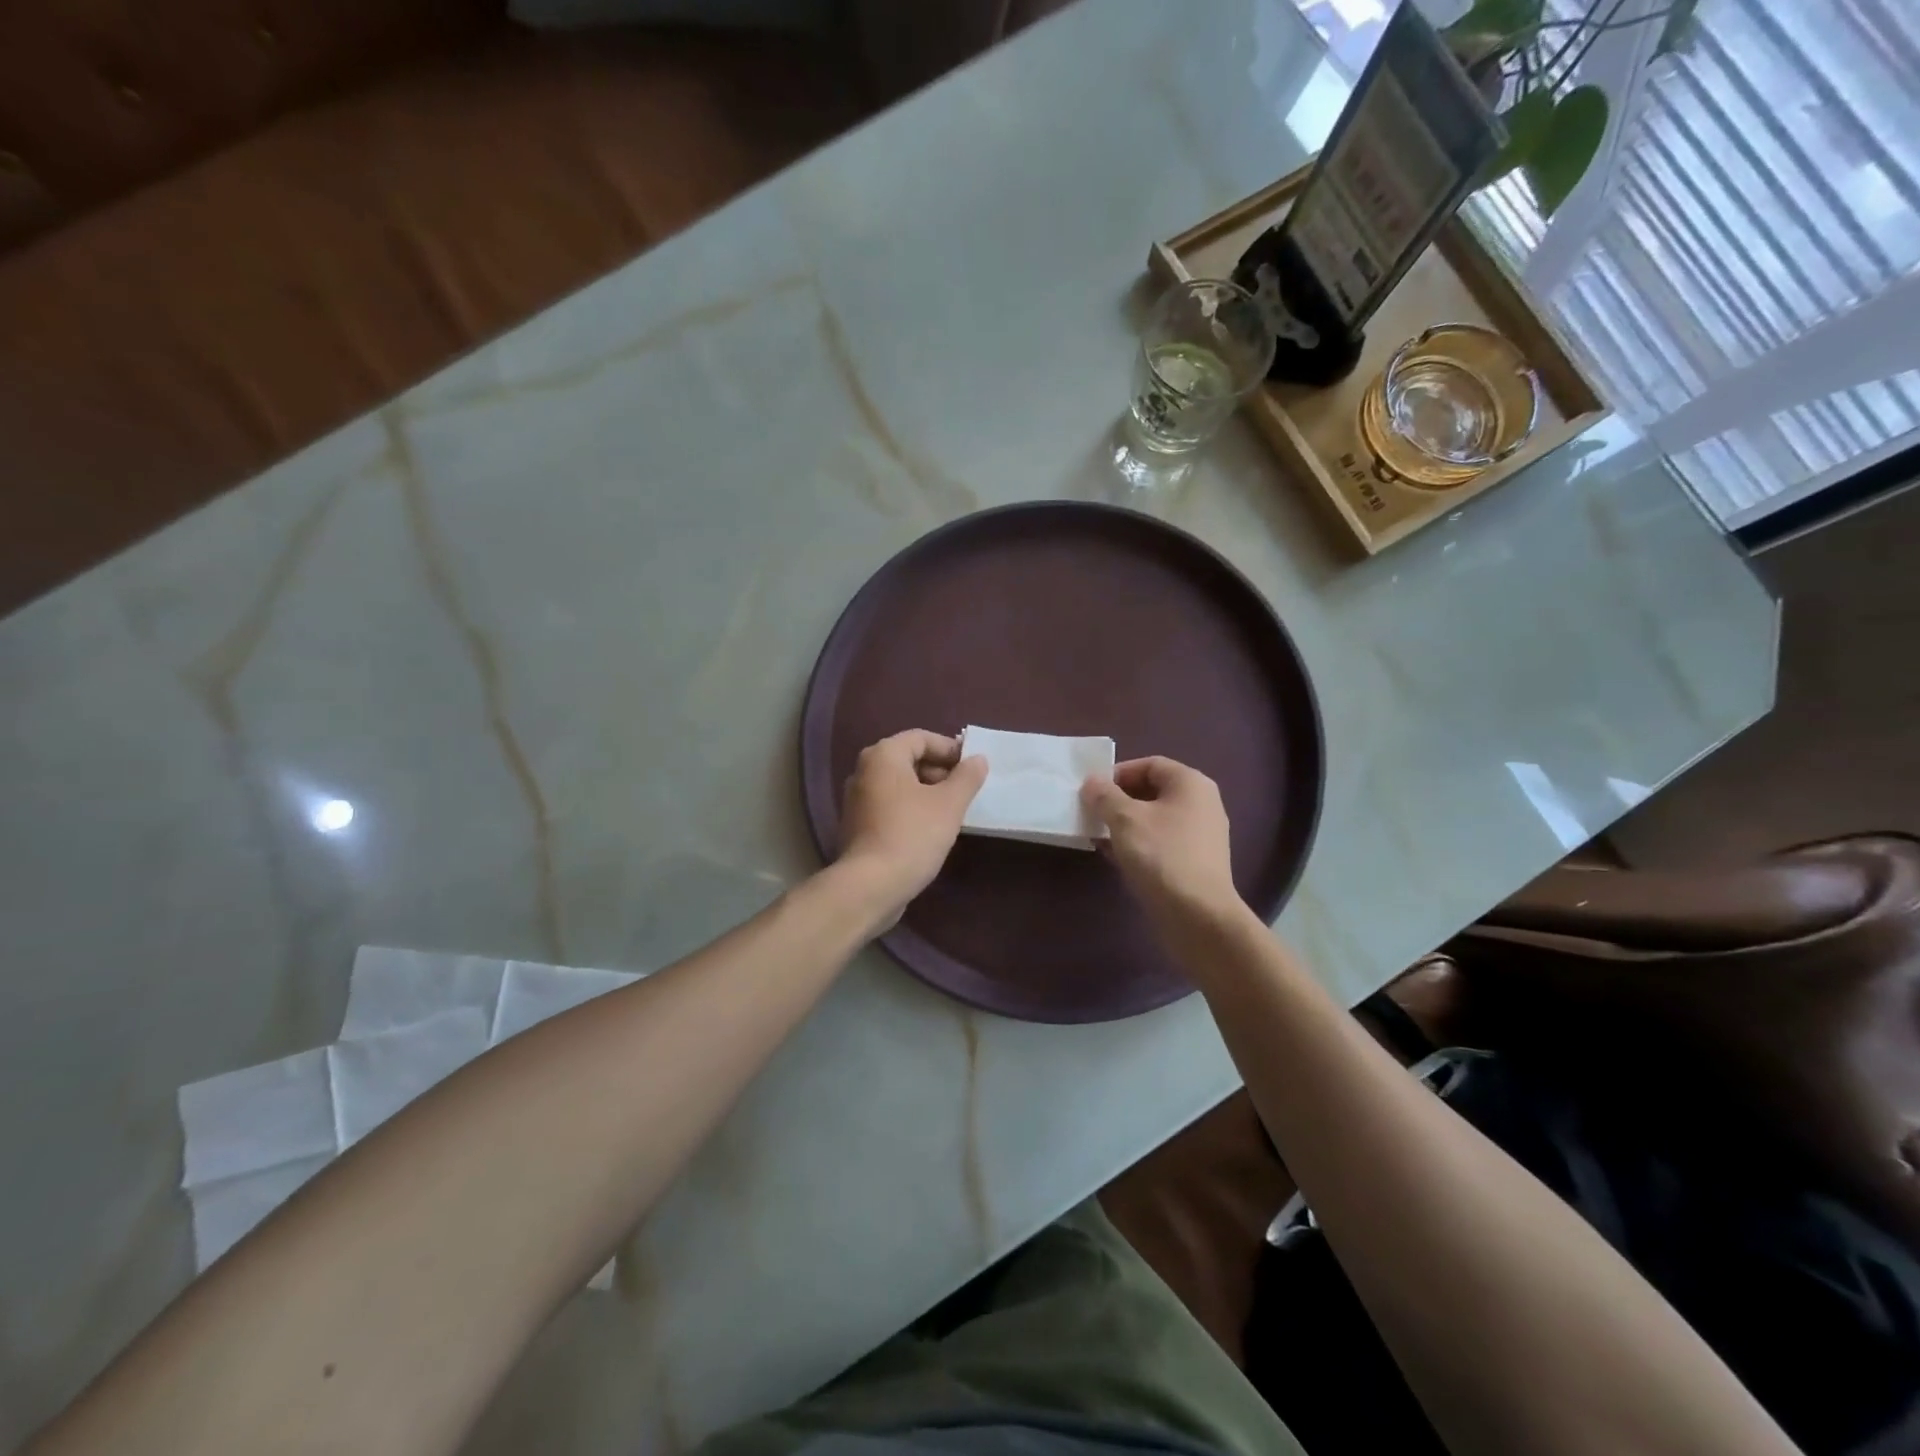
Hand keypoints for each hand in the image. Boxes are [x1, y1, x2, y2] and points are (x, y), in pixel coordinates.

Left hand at [834, 730, 987, 928]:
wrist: (870, 885)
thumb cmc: (912, 835)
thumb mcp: (949, 804)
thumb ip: (967, 777)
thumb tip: (978, 759)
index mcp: (883, 756)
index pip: (921, 738)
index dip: (949, 749)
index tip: (972, 767)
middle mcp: (864, 771)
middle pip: (908, 759)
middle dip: (939, 771)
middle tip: (965, 790)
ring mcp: (856, 799)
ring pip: (899, 784)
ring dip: (927, 792)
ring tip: (952, 810)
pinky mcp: (857, 825)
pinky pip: (889, 805)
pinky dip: (911, 808)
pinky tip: (930, 829)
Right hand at [1082, 757, 1245, 930]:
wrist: (1198, 916)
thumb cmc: (1161, 856)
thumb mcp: (1124, 820)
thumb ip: (1104, 796)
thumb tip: (1092, 783)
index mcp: (1190, 784)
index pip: (1149, 764)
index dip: (1118, 773)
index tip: (1092, 791)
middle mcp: (1201, 803)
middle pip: (1152, 791)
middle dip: (1118, 800)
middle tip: (1092, 813)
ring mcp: (1201, 835)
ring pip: (1154, 819)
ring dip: (1124, 824)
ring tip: (1098, 836)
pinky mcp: (1195, 862)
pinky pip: (1161, 842)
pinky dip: (1137, 844)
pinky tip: (1114, 856)